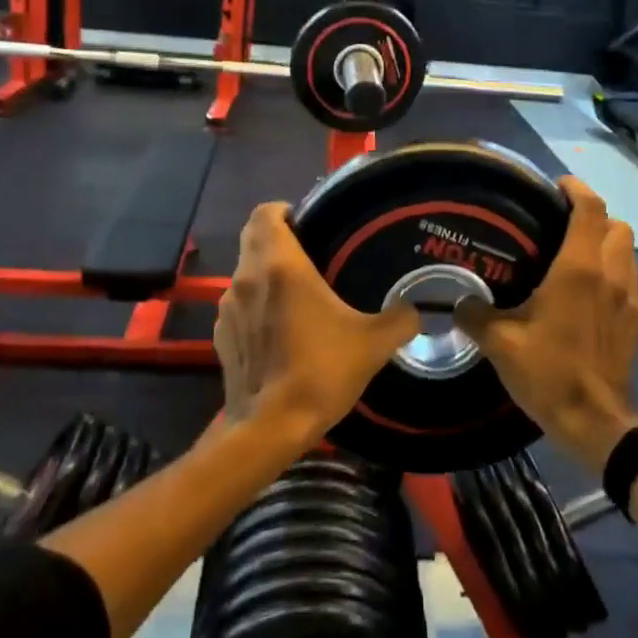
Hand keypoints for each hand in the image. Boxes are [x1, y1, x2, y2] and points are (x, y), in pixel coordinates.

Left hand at [215, 203, 418, 453]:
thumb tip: (416, 309)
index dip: (283, 210)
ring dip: (264, 271)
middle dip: (276, 236)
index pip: (265, 213)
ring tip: (297, 290)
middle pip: (252, 237)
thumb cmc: (320, 371)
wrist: (269, 427)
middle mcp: (247, 277)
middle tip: (310, 250)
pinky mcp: (221, 336)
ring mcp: (227, 307)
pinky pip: (238, 304)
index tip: (307, 220)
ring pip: (244, 271)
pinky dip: (255, 303)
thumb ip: (400, 319)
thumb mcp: (372, 343)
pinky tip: (279, 327)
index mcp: (280, 265)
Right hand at [458, 176, 637, 472]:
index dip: (576, 189)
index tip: (556, 185)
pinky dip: (613, 270)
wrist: (596, 423)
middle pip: (617, 224)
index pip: (589, 209)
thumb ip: (475, 315)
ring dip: (607, 242)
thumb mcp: (500, 344)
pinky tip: (588, 292)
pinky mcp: (636, 321)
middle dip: (595, 215)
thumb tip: (458, 300)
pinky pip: (629, 278)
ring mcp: (629, 298)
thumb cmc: (549, 373)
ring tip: (575, 254)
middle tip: (563, 222)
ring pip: (627, 250)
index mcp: (578, 269)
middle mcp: (610, 274)